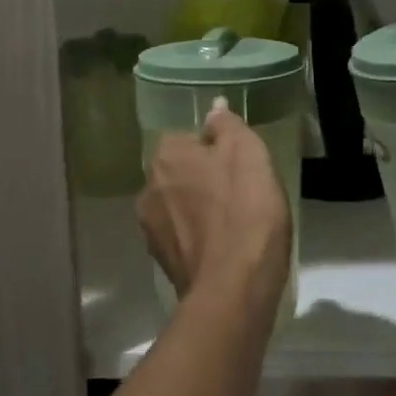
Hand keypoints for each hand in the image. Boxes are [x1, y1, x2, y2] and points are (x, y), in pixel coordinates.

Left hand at [138, 101, 291, 322]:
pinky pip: (183, 237)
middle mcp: (148, 188)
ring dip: (199, 209)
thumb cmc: (245, 209)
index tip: (240, 165)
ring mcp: (151, 229)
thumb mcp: (248, 153)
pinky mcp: (162, 262)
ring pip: (178, 206)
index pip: (187, 138)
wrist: (234, 287)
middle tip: (240, 192)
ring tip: (234, 223)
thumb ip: (227, 126)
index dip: (214, 149)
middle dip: (203, 178)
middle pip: (179, 172)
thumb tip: (213, 109)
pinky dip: (199, 238)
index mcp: (165, 156)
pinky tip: (224, 248)